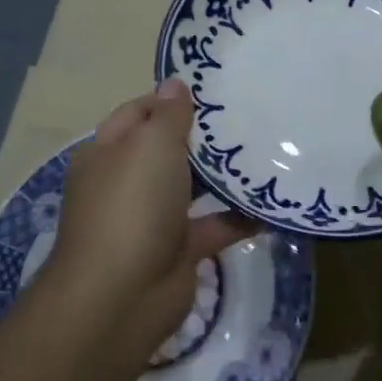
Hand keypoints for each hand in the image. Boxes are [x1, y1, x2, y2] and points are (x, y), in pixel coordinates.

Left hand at [46, 80, 247, 366]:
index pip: (138, 113)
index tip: (214, 88)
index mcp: (108, 153)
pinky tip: (273, 199)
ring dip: (223, 174)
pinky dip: (241, 216)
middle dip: (203, 135)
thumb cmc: (132, 205)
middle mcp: (127, 183)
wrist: (121, 297)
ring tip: (266, 148)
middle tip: (250, 113)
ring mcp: (153, 219)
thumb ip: (168, 114)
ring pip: (193, 187)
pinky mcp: (179, 250)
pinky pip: (215, 225)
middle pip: (167, 150)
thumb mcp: (150, 145)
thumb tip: (174, 83)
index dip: (170, 99)